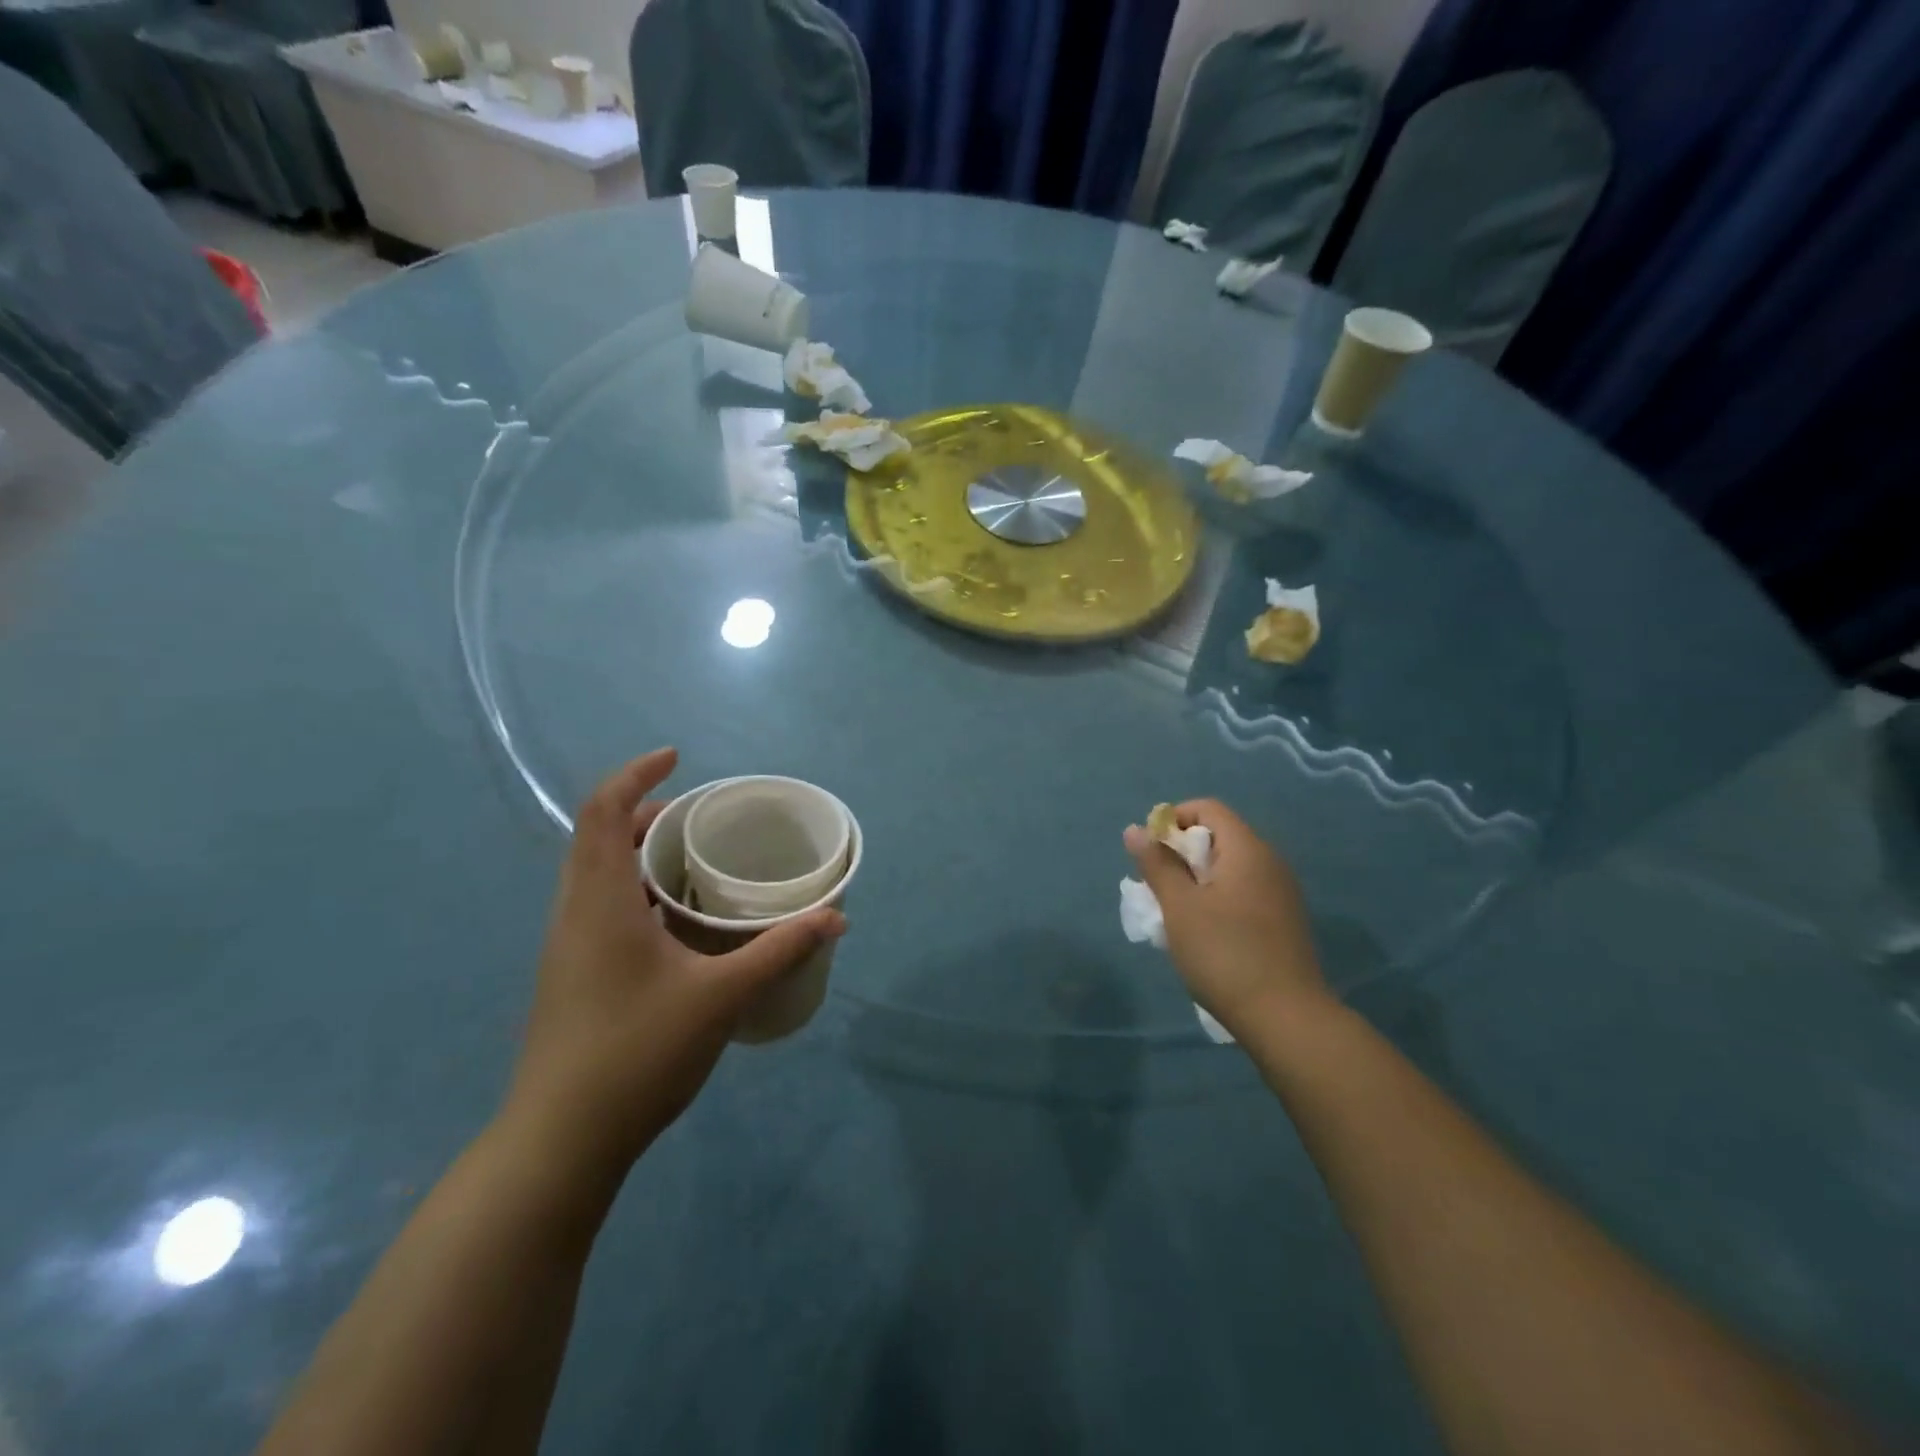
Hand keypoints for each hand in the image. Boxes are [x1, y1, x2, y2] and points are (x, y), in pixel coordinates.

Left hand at [506, 748, 845, 1173]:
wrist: (561, 1143)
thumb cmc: (637, 1054)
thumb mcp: (721, 997)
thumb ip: (781, 950)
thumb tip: (836, 917)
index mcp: (600, 902)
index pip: (603, 813)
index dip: (635, 775)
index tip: (677, 758)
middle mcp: (575, 914)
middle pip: (599, 837)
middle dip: (646, 812)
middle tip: (700, 814)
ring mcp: (569, 947)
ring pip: (598, 874)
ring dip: (640, 851)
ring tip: (695, 857)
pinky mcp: (574, 975)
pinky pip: (602, 905)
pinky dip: (637, 887)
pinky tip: (678, 919)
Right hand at [1125, 800, 1328, 1036]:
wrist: (1287, 1019)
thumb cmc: (1225, 954)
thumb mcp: (1180, 907)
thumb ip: (1157, 864)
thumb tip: (1135, 830)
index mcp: (1248, 850)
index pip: (1208, 808)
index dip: (1173, 820)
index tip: (1151, 852)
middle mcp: (1270, 863)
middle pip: (1220, 836)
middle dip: (1182, 853)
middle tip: (1158, 887)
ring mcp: (1281, 893)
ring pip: (1230, 867)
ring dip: (1197, 879)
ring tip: (1176, 913)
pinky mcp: (1284, 921)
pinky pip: (1244, 891)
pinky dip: (1218, 898)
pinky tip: (1205, 933)